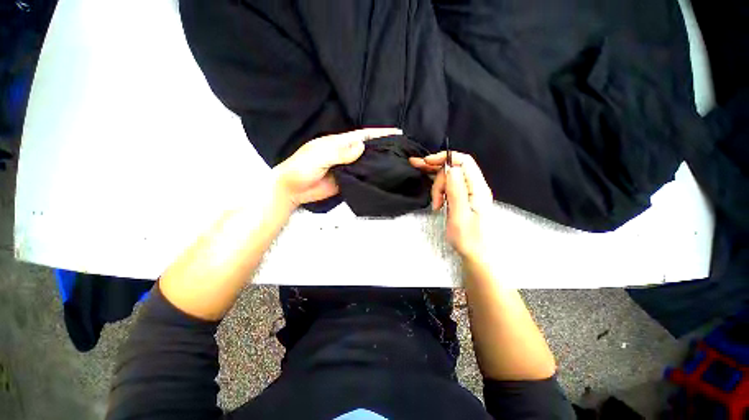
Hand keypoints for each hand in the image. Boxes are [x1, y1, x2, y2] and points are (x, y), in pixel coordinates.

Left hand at [273, 128, 401, 207]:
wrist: (292, 190)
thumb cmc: (302, 168)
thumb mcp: (319, 156)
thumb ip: (339, 152)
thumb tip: (361, 146)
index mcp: (339, 143)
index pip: (362, 135)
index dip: (379, 133)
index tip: (397, 132)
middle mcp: (346, 153)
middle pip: (367, 148)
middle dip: (383, 146)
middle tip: (402, 149)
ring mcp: (347, 168)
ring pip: (366, 162)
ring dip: (380, 161)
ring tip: (398, 162)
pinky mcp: (347, 180)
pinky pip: (362, 176)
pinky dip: (372, 175)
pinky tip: (383, 176)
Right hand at [410, 151, 492, 259]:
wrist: (476, 254)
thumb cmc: (468, 239)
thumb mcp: (459, 216)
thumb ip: (456, 191)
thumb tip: (450, 168)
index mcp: (478, 188)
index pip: (464, 161)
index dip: (445, 158)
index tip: (427, 163)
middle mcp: (475, 186)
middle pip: (454, 168)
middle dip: (437, 174)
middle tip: (424, 183)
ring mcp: (469, 192)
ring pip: (450, 177)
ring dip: (437, 186)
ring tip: (435, 204)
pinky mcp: (463, 198)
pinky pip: (449, 186)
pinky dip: (439, 190)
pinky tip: (436, 199)